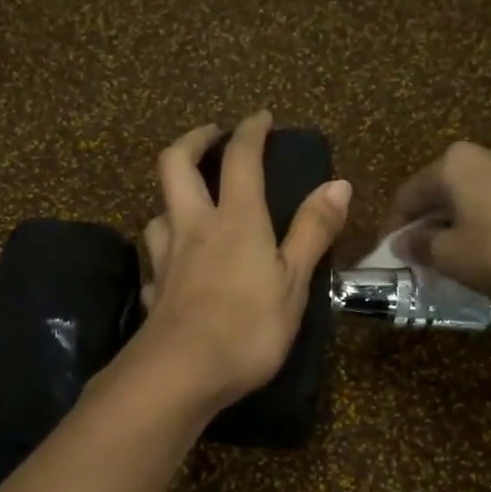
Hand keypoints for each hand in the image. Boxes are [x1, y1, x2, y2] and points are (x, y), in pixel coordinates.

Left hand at [130, 112, 351, 411]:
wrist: (181, 374)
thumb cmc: (247, 327)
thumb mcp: (293, 282)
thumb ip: (312, 232)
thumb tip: (338, 183)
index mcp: (235, 219)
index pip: (240, 159)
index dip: (250, 131)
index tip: (260, 117)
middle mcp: (193, 227)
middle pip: (175, 164)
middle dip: (193, 140)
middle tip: (210, 136)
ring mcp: (166, 259)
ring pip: (157, 212)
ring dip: (172, 198)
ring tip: (190, 205)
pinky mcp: (152, 291)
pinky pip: (154, 261)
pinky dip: (165, 253)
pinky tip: (174, 268)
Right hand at [387, 141, 490, 306]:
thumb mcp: (452, 256)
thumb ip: (420, 245)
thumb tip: (403, 241)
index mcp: (455, 163)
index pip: (408, 193)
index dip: (393, 226)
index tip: (389, 254)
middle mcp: (487, 153)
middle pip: (442, 189)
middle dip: (427, 221)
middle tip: (420, 255)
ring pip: (474, 194)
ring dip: (458, 221)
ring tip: (456, 253)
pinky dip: (487, 220)